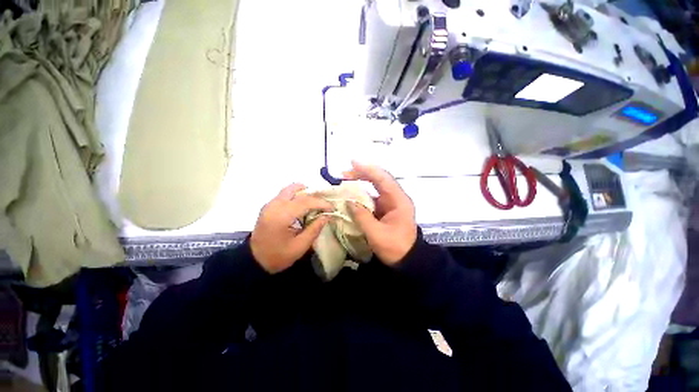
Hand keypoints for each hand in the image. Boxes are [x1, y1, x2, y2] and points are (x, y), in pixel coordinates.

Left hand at [251, 184, 332, 273]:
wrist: (254, 261)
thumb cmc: (278, 256)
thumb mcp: (300, 246)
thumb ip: (314, 229)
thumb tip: (326, 216)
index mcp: (281, 216)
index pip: (305, 201)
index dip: (321, 203)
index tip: (332, 208)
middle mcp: (274, 205)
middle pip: (296, 190)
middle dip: (313, 194)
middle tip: (323, 204)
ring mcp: (269, 204)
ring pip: (289, 190)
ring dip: (304, 194)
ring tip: (314, 205)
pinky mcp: (268, 206)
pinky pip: (285, 195)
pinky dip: (296, 197)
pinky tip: (303, 208)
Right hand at [344, 162, 416, 265]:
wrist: (407, 260)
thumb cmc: (395, 248)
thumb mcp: (377, 235)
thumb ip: (362, 217)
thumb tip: (349, 202)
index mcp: (399, 201)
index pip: (384, 179)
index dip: (368, 169)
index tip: (353, 163)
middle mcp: (396, 198)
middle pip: (380, 179)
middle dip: (362, 173)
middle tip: (344, 173)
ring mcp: (391, 203)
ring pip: (376, 187)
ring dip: (361, 182)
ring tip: (345, 179)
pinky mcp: (386, 209)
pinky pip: (373, 197)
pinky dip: (362, 194)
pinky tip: (352, 194)